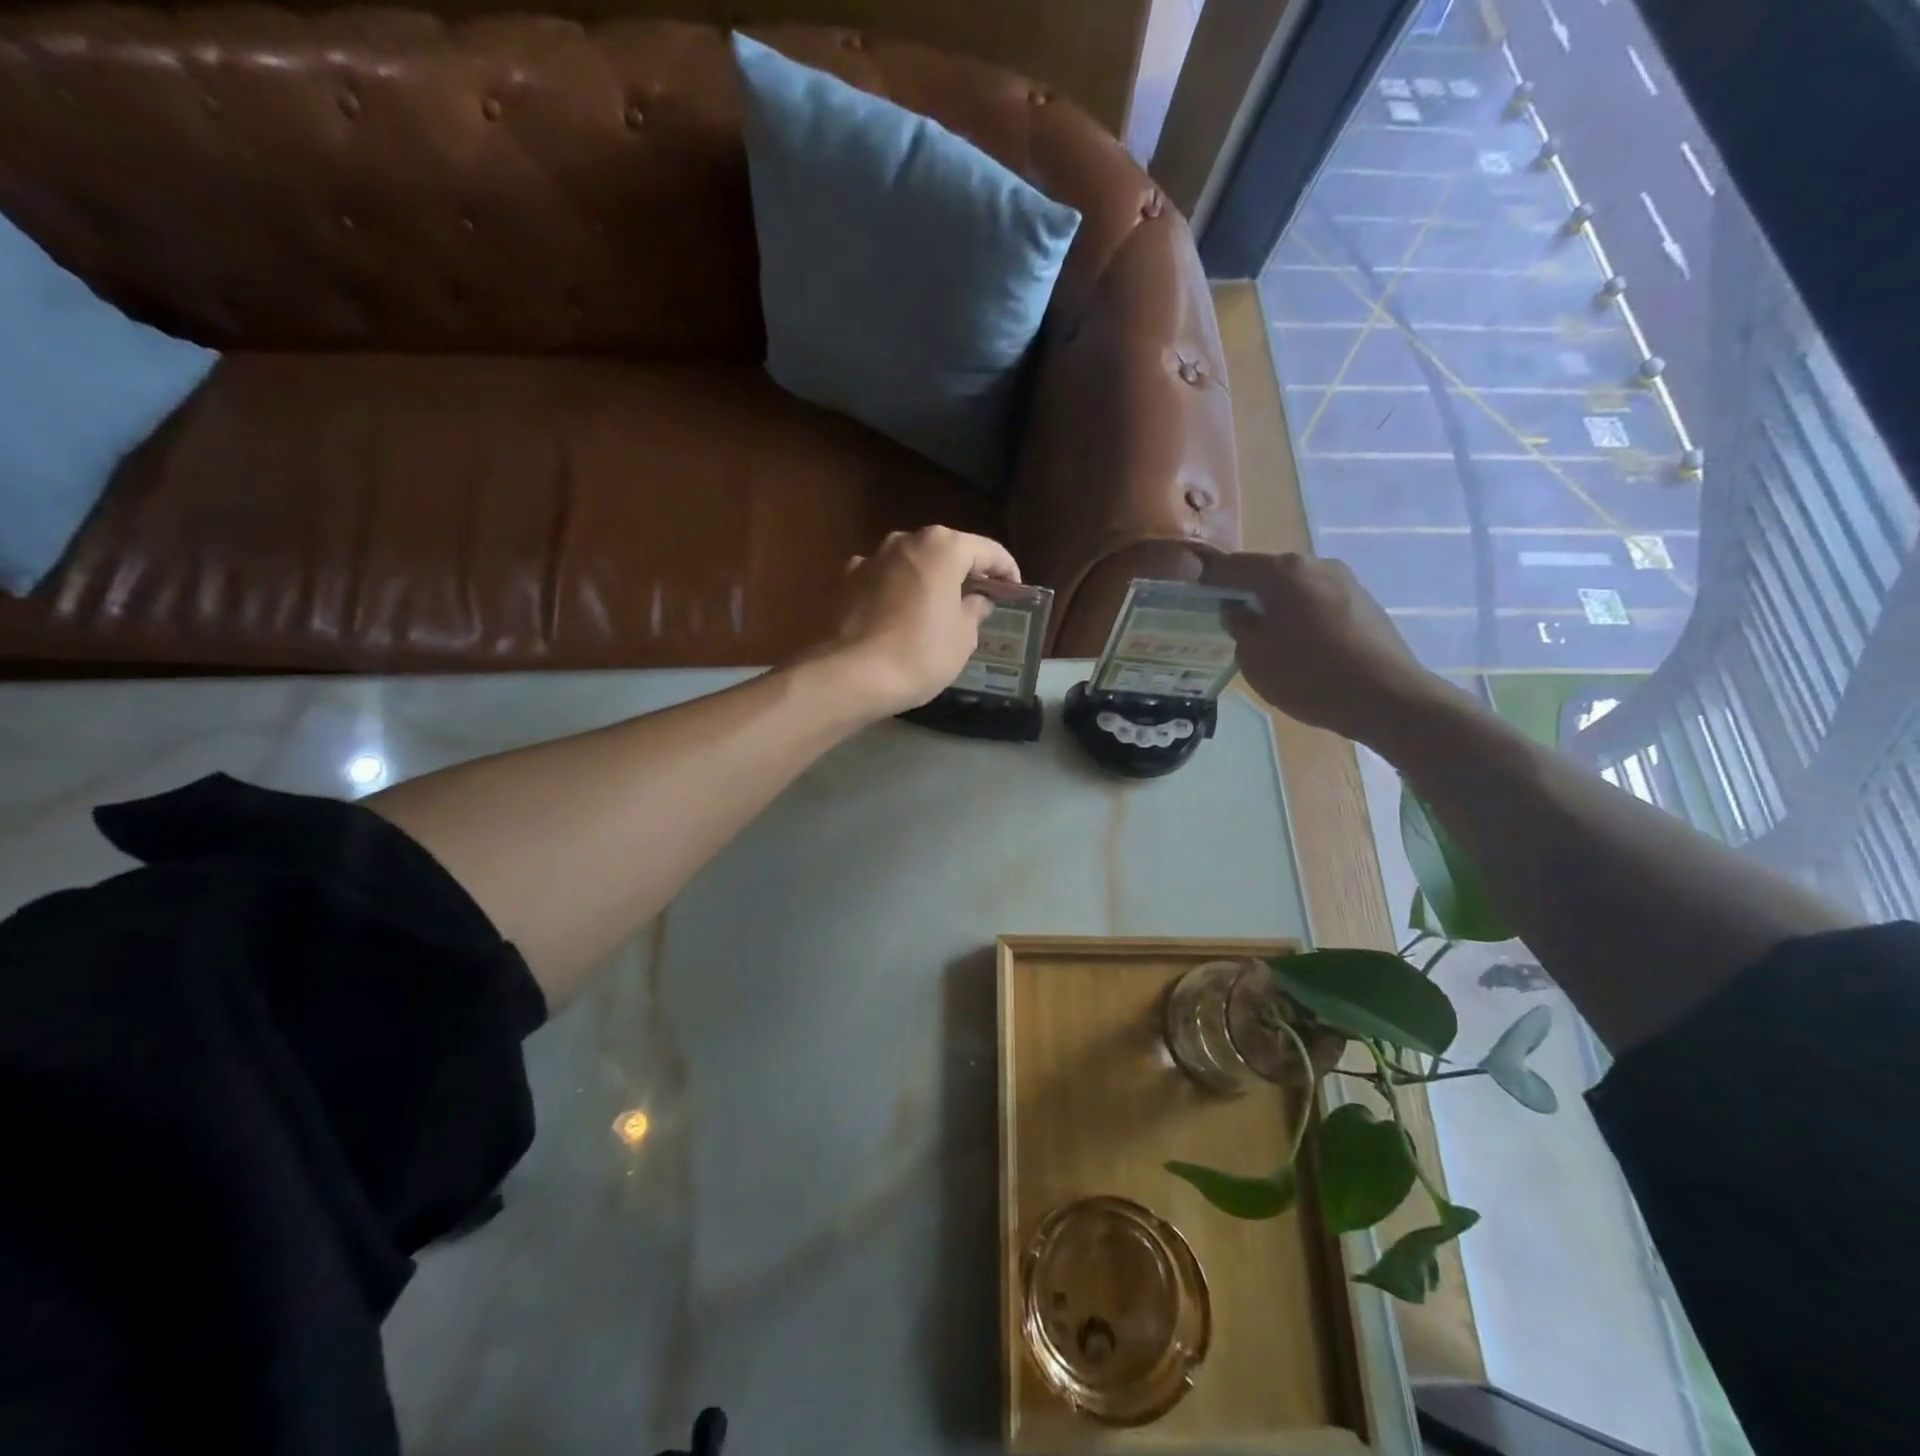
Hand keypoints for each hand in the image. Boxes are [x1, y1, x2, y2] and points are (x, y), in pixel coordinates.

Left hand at [809, 526, 1021, 718]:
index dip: (1006, 570)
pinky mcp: (845, 581)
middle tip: (979, 599)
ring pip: (911, 564)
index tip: (1015, 590)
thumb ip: (974, 611)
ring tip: (938, 609)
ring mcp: (870, 558)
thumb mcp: (963, 638)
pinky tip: (899, 616)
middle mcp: (905, 540)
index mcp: (942, 547)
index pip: (987, 550)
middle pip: (945, 551)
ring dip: (927, 580)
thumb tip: (975, 601)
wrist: (851, 675)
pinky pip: (883, 581)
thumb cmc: (920, 653)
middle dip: (964, 572)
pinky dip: (896, 592)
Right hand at [1203, 551, 1446, 745]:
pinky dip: (1301, 617)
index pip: (1232, 566)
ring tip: (1265, 639)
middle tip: (1228, 623)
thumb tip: (1237, 610)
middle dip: (1245, 594)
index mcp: (1284, 571)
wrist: (1388, 698)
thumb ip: (1239, 626)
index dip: (1209, 581)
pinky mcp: (1365, 604)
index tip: (1195, 600)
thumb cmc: (1309, 675)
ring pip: (1295, 589)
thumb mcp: (1255, 657)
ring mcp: (1346, 582)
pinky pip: (1319, 603)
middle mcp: (1317, 564)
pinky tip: (1300, 647)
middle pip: (1267, 573)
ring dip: (1276, 606)